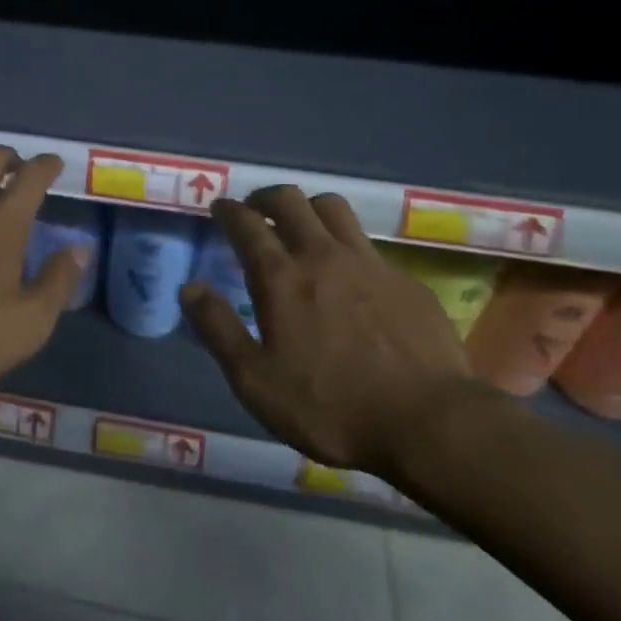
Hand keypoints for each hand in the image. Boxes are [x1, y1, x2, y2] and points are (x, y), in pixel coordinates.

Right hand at [180, 186, 477, 478]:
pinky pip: (367, 242)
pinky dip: (346, 242)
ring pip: (334, 208)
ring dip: (308, 208)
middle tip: (256, 211)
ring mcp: (370, 263)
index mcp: (282, 278)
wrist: (430, 423)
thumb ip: (218, 330)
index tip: (219, 208)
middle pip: (291, 200)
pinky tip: (349, 272)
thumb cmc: (331, 407)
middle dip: (266, 197)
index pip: (247, 223)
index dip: (229, 210)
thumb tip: (189, 288)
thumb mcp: (256, 381)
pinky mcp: (405, 280)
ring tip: (301, 226)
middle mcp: (323, 256)